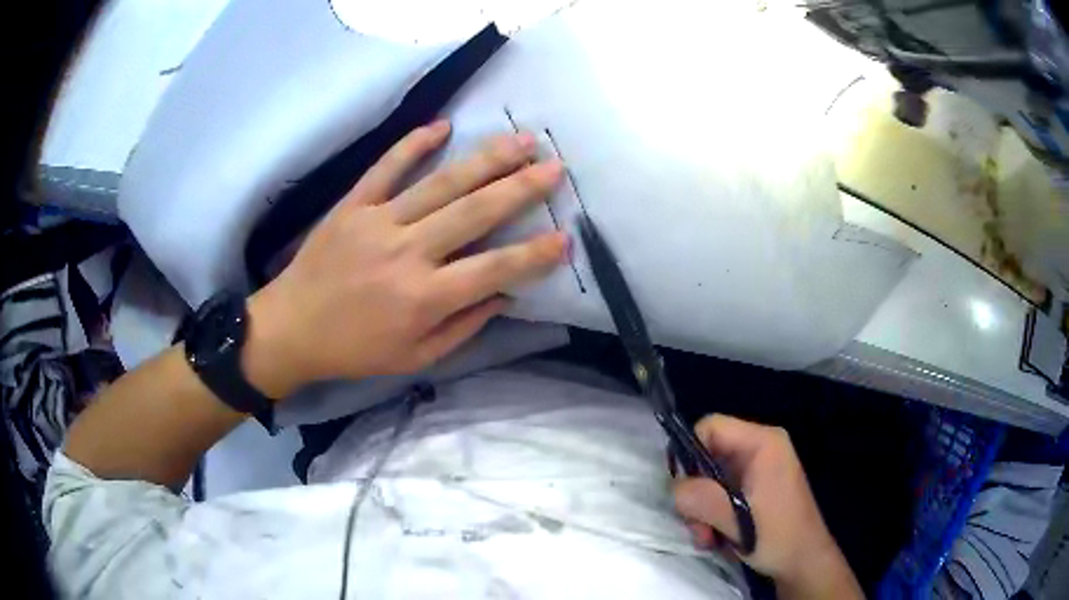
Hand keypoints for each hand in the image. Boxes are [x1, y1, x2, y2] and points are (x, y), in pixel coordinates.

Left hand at [244, 121, 566, 396]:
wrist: (291, 328)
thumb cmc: (355, 350)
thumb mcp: (415, 357)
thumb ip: (463, 327)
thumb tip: (503, 295)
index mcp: (424, 298)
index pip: (493, 270)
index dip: (533, 255)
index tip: (565, 237)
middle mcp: (407, 253)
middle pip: (474, 213)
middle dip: (521, 188)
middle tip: (555, 167)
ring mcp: (378, 222)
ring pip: (440, 183)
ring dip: (485, 159)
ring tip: (520, 140)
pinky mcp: (353, 205)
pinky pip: (386, 167)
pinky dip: (413, 144)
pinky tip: (442, 125)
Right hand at [673, 415, 862, 599]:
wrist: (803, 562)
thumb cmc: (778, 536)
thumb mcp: (737, 520)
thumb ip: (702, 499)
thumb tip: (674, 488)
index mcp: (762, 443)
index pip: (710, 427)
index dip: (689, 454)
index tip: (685, 492)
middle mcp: (758, 449)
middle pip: (706, 456)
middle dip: (696, 494)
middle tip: (698, 526)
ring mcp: (756, 469)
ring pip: (709, 479)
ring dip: (702, 511)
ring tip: (709, 538)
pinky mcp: (753, 488)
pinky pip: (719, 492)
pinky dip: (712, 515)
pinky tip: (718, 537)